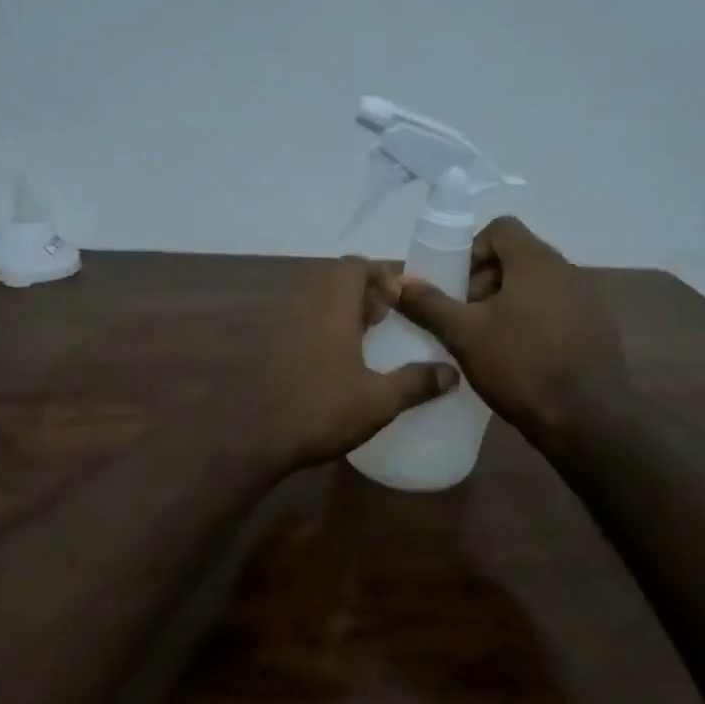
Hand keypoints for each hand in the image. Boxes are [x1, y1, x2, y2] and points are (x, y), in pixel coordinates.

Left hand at [243, 257, 457, 472]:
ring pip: (316, 302)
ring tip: (364, 341)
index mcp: (331, 305)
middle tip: (386, 319)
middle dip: (364, 292)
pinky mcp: (265, 347)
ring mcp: (279, 325)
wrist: (252, 438)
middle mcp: (302, 305)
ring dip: (341, 312)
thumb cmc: (320, 411)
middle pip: (335, 280)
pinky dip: (321, 330)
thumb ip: (416, 383)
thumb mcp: (378, 401)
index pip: (355, 265)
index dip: (381, 274)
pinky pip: (300, 323)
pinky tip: (334, 364)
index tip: (401, 299)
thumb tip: (452, 373)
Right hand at [394, 217, 627, 452]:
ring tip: (487, 341)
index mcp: (536, 262)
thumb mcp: (464, 335)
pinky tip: (517, 358)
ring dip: (506, 304)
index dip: (471, 250)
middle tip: (465, 317)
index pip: (501, 228)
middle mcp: (567, 271)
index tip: (455, 286)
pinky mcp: (596, 330)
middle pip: (517, 258)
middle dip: (484, 282)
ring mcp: (586, 301)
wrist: (586, 419)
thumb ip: (429, 304)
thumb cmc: (521, 366)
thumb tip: (399, 283)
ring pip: (535, 287)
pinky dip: (531, 322)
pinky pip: (555, 311)